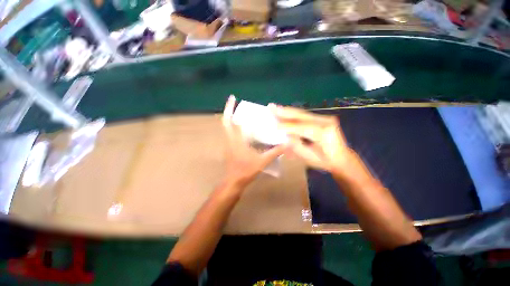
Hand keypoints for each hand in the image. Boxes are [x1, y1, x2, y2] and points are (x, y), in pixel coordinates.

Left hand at [222, 96, 285, 187]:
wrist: (234, 181)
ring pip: (226, 127)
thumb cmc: (246, 171)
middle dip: (228, 110)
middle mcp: (229, 139)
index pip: (230, 121)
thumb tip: (286, 144)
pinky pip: (229, 133)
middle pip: (225, 121)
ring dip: (231, 118)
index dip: (230, 109)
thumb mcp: (262, 161)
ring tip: (241, 112)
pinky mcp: (229, 147)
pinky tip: (243, 128)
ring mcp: (228, 144)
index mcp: (236, 140)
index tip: (233, 98)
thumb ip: (275, 152)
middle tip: (234, 101)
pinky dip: (234, 126)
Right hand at [271, 105, 353, 172]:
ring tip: (274, 107)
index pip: (302, 128)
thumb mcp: (309, 157)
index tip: (274, 125)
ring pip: (302, 113)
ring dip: (287, 111)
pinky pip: (304, 115)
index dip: (287, 126)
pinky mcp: (323, 118)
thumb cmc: (325, 161)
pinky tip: (284, 111)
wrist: (341, 158)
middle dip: (284, 112)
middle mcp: (326, 121)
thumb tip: (285, 134)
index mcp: (325, 133)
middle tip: (271, 106)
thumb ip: (295, 145)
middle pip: (301, 115)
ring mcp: (325, 118)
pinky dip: (293, 114)